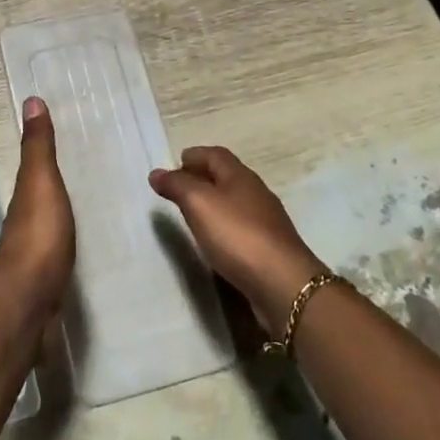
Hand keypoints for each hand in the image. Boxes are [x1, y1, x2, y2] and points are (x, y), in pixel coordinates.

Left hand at [0, 98, 75, 319]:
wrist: (30, 298)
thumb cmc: (38, 233)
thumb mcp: (40, 181)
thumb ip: (38, 147)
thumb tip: (31, 100)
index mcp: (26, 194)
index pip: (33, 167)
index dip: (42, 152)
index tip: (60, 135)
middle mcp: (26, 219)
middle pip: (39, 195)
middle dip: (53, 183)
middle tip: (84, 169)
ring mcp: (35, 250)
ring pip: (48, 221)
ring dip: (59, 211)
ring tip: (86, 204)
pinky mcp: (47, 276)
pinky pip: (59, 246)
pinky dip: (66, 237)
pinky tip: (78, 242)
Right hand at [150, 148, 327, 332]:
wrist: (283, 284)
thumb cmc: (237, 236)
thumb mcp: (199, 204)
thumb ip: (177, 185)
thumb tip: (157, 172)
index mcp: (241, 176)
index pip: (216, 155)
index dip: (195, 155)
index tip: (176, 162)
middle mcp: (256, 193)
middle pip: (227, 177)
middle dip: (203, 177)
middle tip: (179, 187)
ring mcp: (266, 222)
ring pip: (235, 202)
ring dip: (214, 202)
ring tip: (192, 214)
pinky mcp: (269, 248)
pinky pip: (241, 227)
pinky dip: (224, 225)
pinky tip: (215, 240)